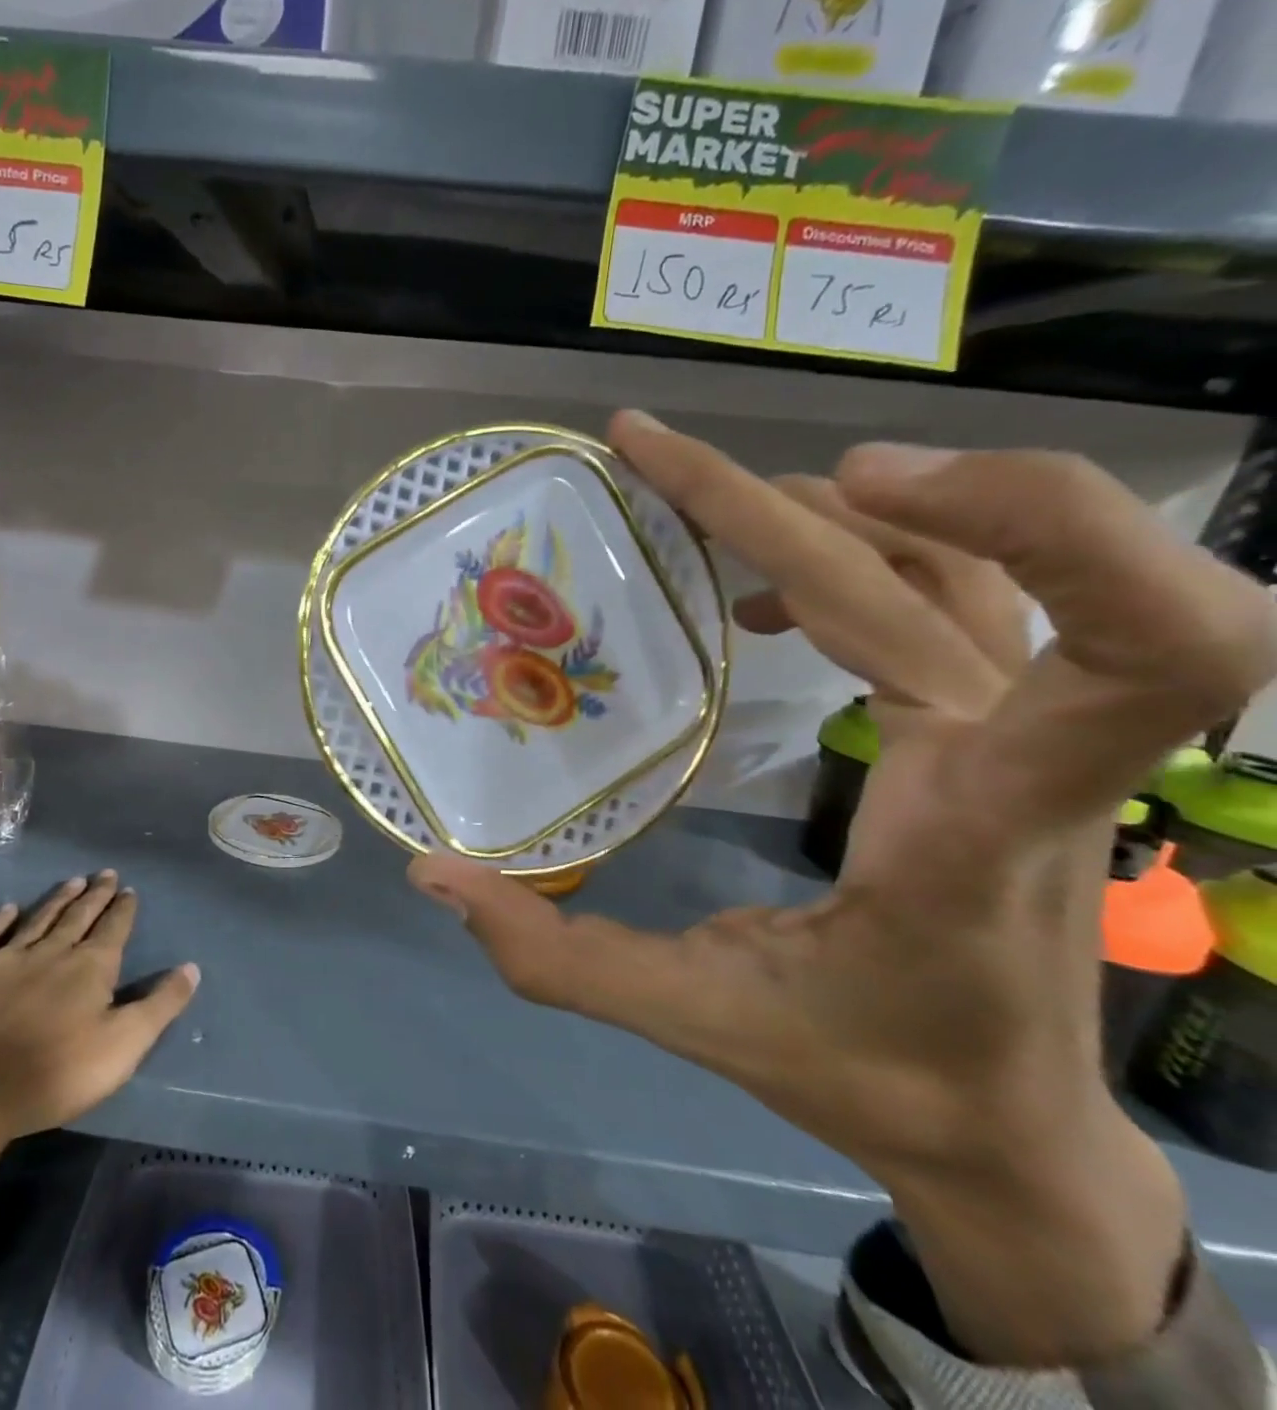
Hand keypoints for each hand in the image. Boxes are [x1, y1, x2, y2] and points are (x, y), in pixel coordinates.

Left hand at [0, 871, 198, 1167]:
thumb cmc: (55, 1073)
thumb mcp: (123, 1046)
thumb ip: (160, 1005)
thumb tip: (191, 968)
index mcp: (89, 967)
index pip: (113, 928)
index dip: (123, 908)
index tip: (129, 890)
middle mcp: (50, 952)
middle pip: (78, 916)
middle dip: (95, 895)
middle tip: (105, 873)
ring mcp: (4, 961)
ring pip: (37, 920)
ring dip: (57, 900)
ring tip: (72, 881)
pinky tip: (7, 909)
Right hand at [410, 413, 1276, 1365]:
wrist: (1000, 1130)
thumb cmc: (867, 1076)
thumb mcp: (697, 1022)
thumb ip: (555, 957)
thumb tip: (434, 875)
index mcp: (977, 826)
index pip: (1148, 653)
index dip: (1039, 519)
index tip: (841, 482)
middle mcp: (1020, 756)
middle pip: (946, 568)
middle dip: (776, 495)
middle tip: (644, 451)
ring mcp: (1014, 735)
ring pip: (958, 562)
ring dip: (821, 507)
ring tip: (693, 498)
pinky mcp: (992, 731)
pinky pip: (946, 597)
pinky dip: (851, 556)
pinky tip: (760, 596)